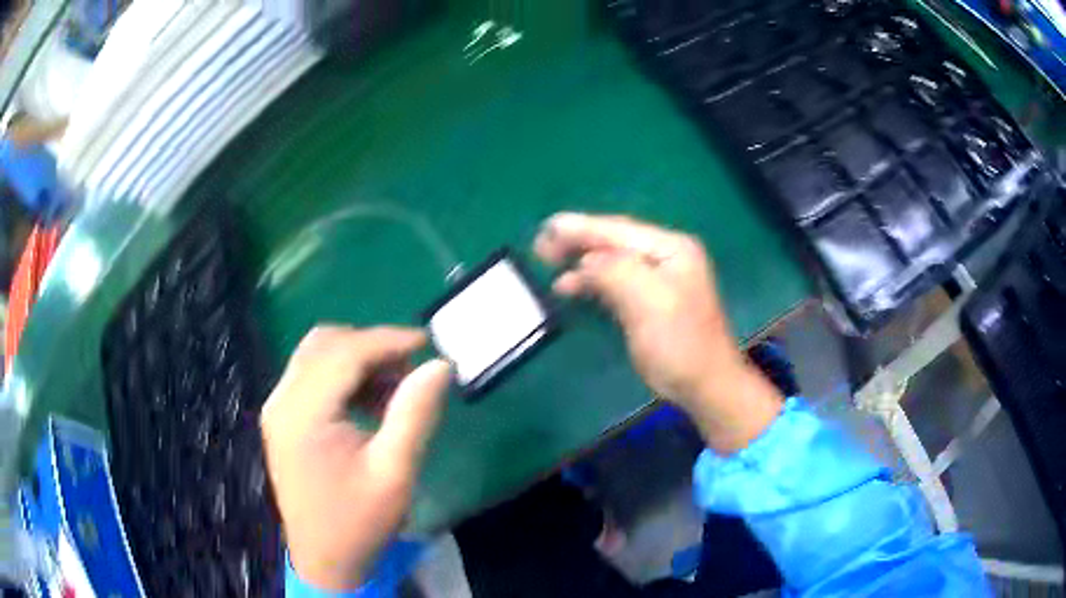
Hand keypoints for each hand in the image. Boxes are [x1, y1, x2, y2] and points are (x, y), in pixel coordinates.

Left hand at [261, 326, 451, 590]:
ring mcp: (277, 408)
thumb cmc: (359, 522)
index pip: (344, 353)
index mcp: (303, 414)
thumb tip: (439, 365)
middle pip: (325, 345)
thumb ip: (415, 414)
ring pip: (317, 355)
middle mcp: (282, 400)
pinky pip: (311, 376)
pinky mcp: (282, 418)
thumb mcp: (395, 472)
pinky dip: (343, 376)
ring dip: (357, 359)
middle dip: (371, 346)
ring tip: (394, 387)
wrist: (324, 559)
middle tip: (410, 368)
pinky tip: (369, 402)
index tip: (427, 342)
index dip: (387, 340)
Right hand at [534, 213, 781, 452]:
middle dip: (578, 241)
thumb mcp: (648, 301)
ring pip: (612, 262)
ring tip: (548, 262)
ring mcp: (659, 279)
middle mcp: (666, 257)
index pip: (620, 230)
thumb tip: (584, 261)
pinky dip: (591, 281)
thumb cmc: (679, 342)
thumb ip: (615, 271)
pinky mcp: (650, 301)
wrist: (704, 385)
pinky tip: (570, 285)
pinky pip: (615, 282)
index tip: (547, 227)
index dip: (581, 228)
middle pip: (615, 242)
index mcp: (672, 248)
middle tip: (541, 245)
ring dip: (581, 261)